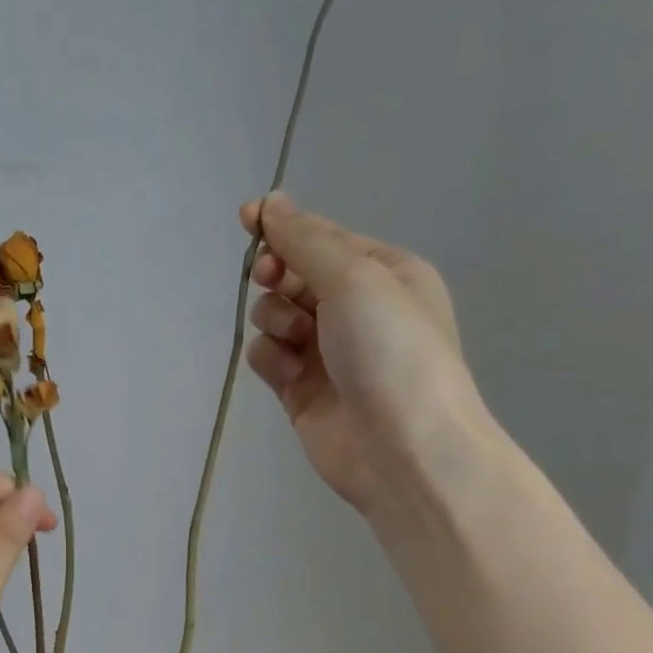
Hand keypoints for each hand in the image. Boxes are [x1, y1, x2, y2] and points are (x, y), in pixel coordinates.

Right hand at [242, 192, 481, 517]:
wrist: (404, 450)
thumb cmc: (391, 351)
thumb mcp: (355, 279)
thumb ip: (306, 241)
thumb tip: (272, 203)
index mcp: (384, 273)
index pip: (323, 237)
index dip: (284, 227)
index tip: (248, 219)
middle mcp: (355, 309)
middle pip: (294, 275)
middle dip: (278, 275)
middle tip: (273, 281)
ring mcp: (326, 352)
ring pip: (274, 316)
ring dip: (274, 319)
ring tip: (295, 341)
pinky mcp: (301, 391)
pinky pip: (267, 357)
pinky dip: (269, 358)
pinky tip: (286, 373)